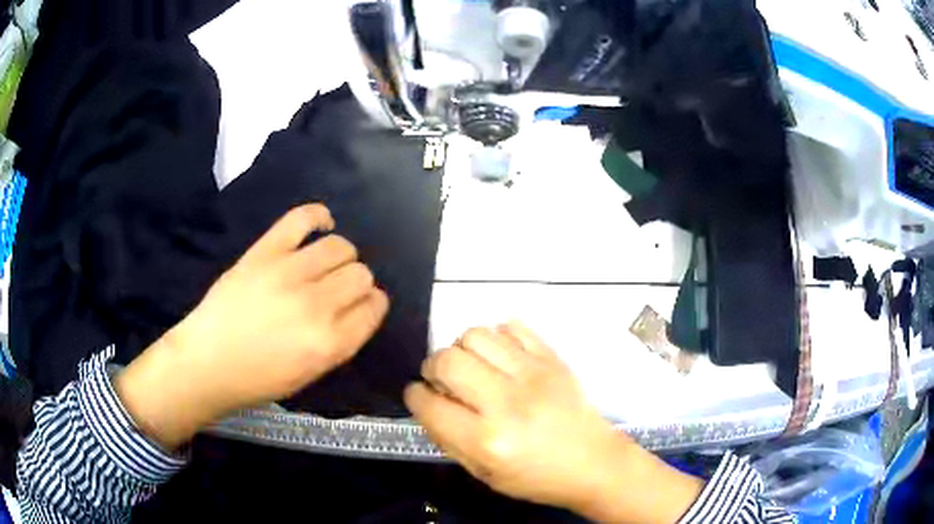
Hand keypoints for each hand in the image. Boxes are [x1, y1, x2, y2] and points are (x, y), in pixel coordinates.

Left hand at [116, 204, 388, 448]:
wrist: (206, 361)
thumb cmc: (258, 378)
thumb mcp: (310, 374)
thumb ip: (341, 341)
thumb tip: (359, 308)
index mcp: (330, 343)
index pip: (374, 307)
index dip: (372, 304)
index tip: (362, 306)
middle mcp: (316, 305)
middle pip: (361, 274)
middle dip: (357, 283)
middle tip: (338, 291)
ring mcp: (289, 272)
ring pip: (340, 247)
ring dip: (341, 256)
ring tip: (325, 264)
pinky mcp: (265, 251)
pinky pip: (303, 218)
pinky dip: (319, 216)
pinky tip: (322, 225)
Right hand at [405, 323, 703, 523]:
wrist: (594, 462)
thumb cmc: (537, 477)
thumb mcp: (484, 474)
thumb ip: (448, 439)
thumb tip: (427, 404)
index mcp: (486, 440)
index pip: (429, 403)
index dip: (415, 396)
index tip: (419, 395)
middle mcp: (506, 402)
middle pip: (448, 360)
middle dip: (433, 367)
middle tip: (443, 380)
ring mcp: (533, 374)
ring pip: (476, 335)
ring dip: (462, 348)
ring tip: (472, 366)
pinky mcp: (552, 359)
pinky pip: (513, 326)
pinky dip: (498, 336)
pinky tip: (501, 356)